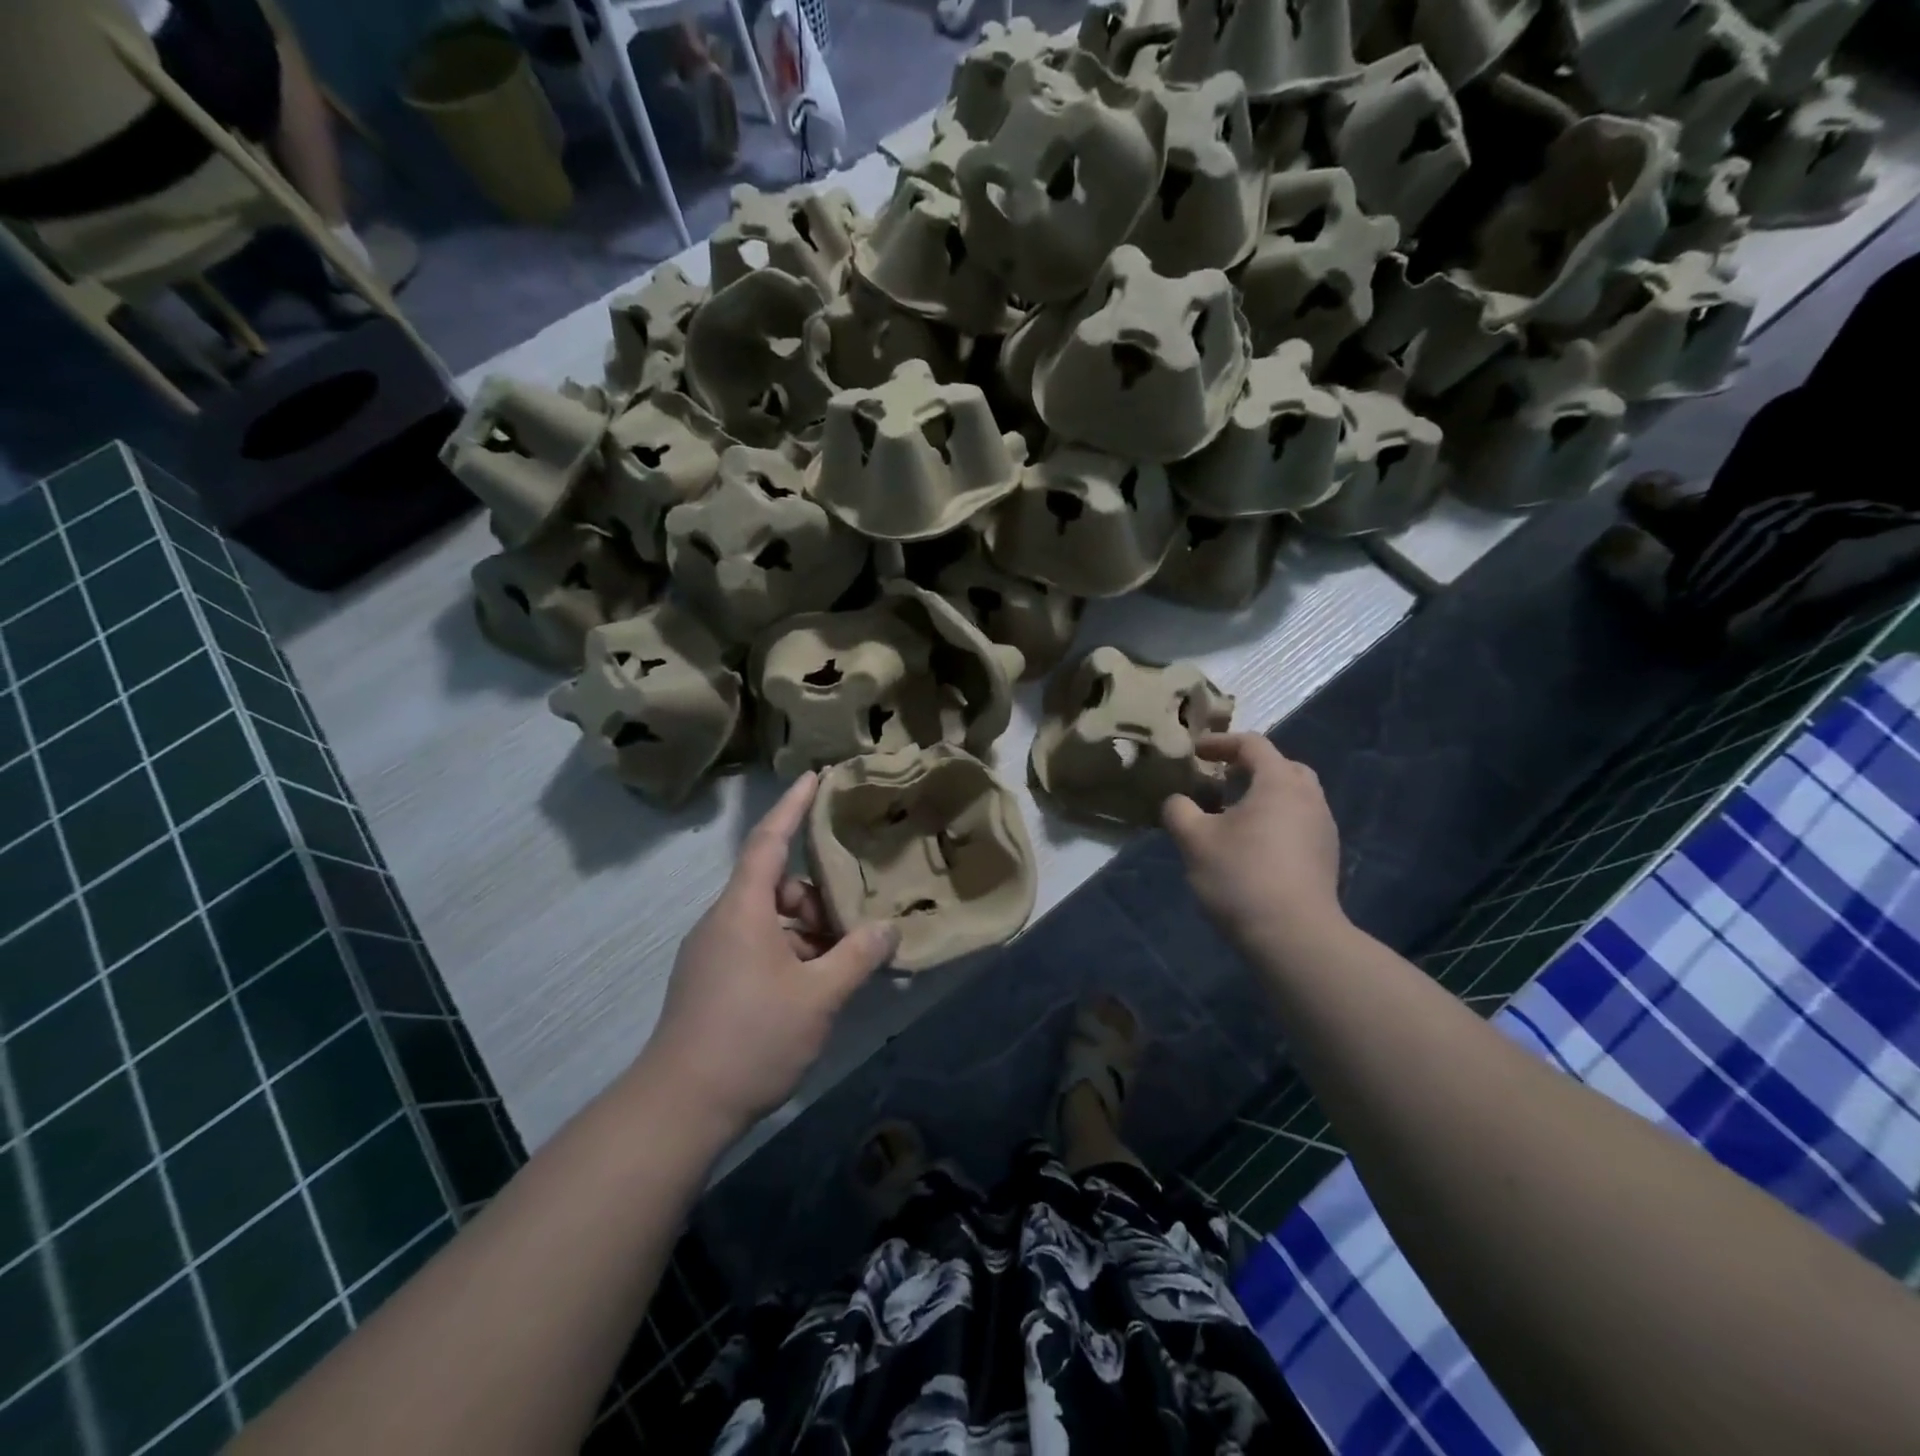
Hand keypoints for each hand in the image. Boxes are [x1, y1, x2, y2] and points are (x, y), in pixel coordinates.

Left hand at [640, 773, 900, 1135]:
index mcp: (743, 909)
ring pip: (769, 921)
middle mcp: (723, 921)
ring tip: (841, 964)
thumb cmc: (752, 1037)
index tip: (814, 777)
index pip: (769, 840)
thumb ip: (858, 956)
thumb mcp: (819, 996)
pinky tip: (815, 987)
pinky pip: (757, 947)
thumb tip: (888, 928)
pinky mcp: (710, 981)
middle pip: (775, 886)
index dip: (793, 806)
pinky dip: (789, 953)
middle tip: (854, 925)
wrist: (679, 1108)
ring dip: (807, 932)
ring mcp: (713, 953)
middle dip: (817, 896)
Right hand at [1162, 734, 1344, 958]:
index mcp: (1279, 782)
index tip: (1196, 752)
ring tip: (1232, 815)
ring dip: (1263, 796)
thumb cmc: (1241, 876)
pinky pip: (1299, 823)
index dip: (1221, 743)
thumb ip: (1179, 810)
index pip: (1252, 745)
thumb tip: (1178, 801)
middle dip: (1249, 767)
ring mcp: (1323, 829)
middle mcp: (1309, 798)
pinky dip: (1275, 820)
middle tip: (1220, 780)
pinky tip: (1252, 845)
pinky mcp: (1325, 858)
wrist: (1294, 936)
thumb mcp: (1194, 839)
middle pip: (1281, 767)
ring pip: (1293, 797)